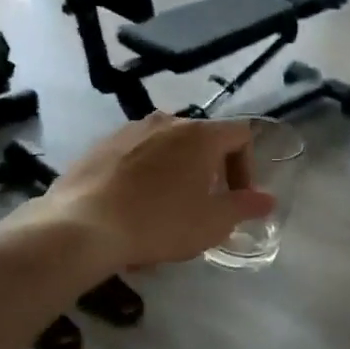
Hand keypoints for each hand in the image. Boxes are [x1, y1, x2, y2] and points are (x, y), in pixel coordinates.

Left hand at [39, 114, 276, 270]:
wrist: (81, 226)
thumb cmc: (160, 222)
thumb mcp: (213, 222)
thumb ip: (244, 207)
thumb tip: (268, 199)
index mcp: (200, 134)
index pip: (241, 134)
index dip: (247, 166)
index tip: (236, 198)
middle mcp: (166, 121)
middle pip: (201, 140)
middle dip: (209, 172)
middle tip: (202, 207)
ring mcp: (128, 130)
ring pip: (165, 148)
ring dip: (175, 174)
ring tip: (164, 211)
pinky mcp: (99, 146)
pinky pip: (134, 156)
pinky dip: (142, 176)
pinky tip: (132, 208)